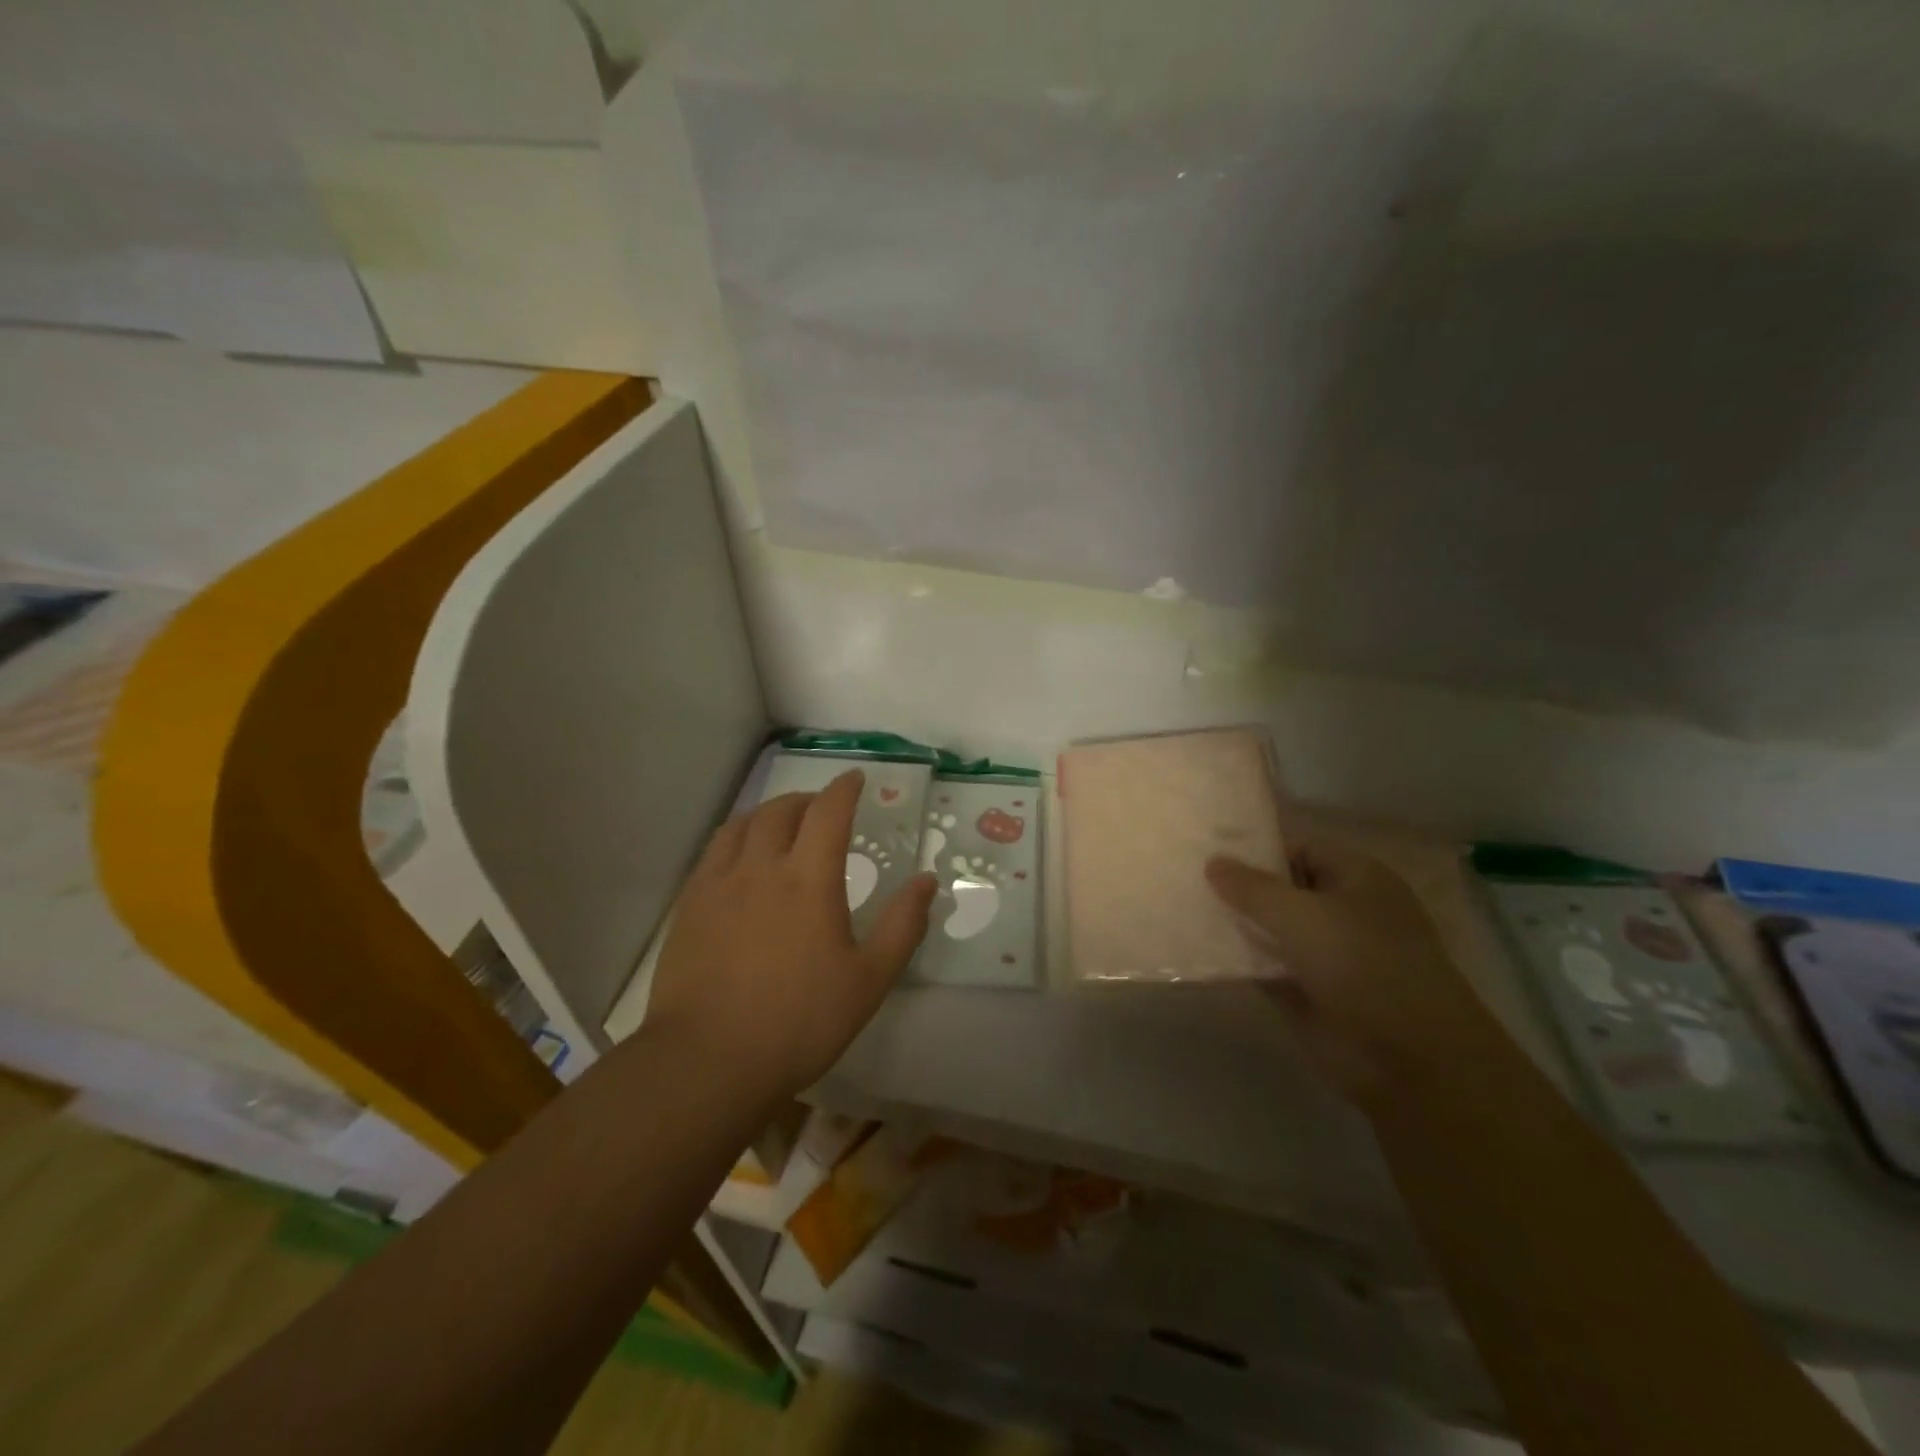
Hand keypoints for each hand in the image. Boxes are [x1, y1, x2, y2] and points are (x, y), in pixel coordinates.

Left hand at [645, 770, 937, 1104]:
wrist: (708, 1060)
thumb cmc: (799, 1021)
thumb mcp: (868, 979)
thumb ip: (903, 925)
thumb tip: (928, 881)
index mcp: (809, 879)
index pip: (829, 812)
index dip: (844, 788)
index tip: (855, 778)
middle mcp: (761, 867)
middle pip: (782, 810)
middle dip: (807, 799)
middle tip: (822, 809)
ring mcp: (718, 883)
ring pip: (743, 825)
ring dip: (769, 813)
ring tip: (781, 825)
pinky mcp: (689, 905)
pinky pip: (713, 851)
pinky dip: (736, 837)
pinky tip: (740, 860)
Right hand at [1206, 840, 1500, 1108]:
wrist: (1410, 1061)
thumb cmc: (1364, 966)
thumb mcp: (1302, 916)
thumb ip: (1252, 888)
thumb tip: (1212, 862)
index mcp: (1356, 879)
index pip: (1297, 849)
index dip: (1254, 849)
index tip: (1205, 850)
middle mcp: (1342, 911)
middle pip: (1280, 889)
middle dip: (1237, 887)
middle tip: (1182, 877)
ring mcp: (1324, 954)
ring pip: (1269, 929)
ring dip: (1233, 924)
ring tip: (1180, 909)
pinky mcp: (1306, 992)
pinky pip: (1263, 967)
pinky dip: (1236, 961)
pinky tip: (1196, 950)